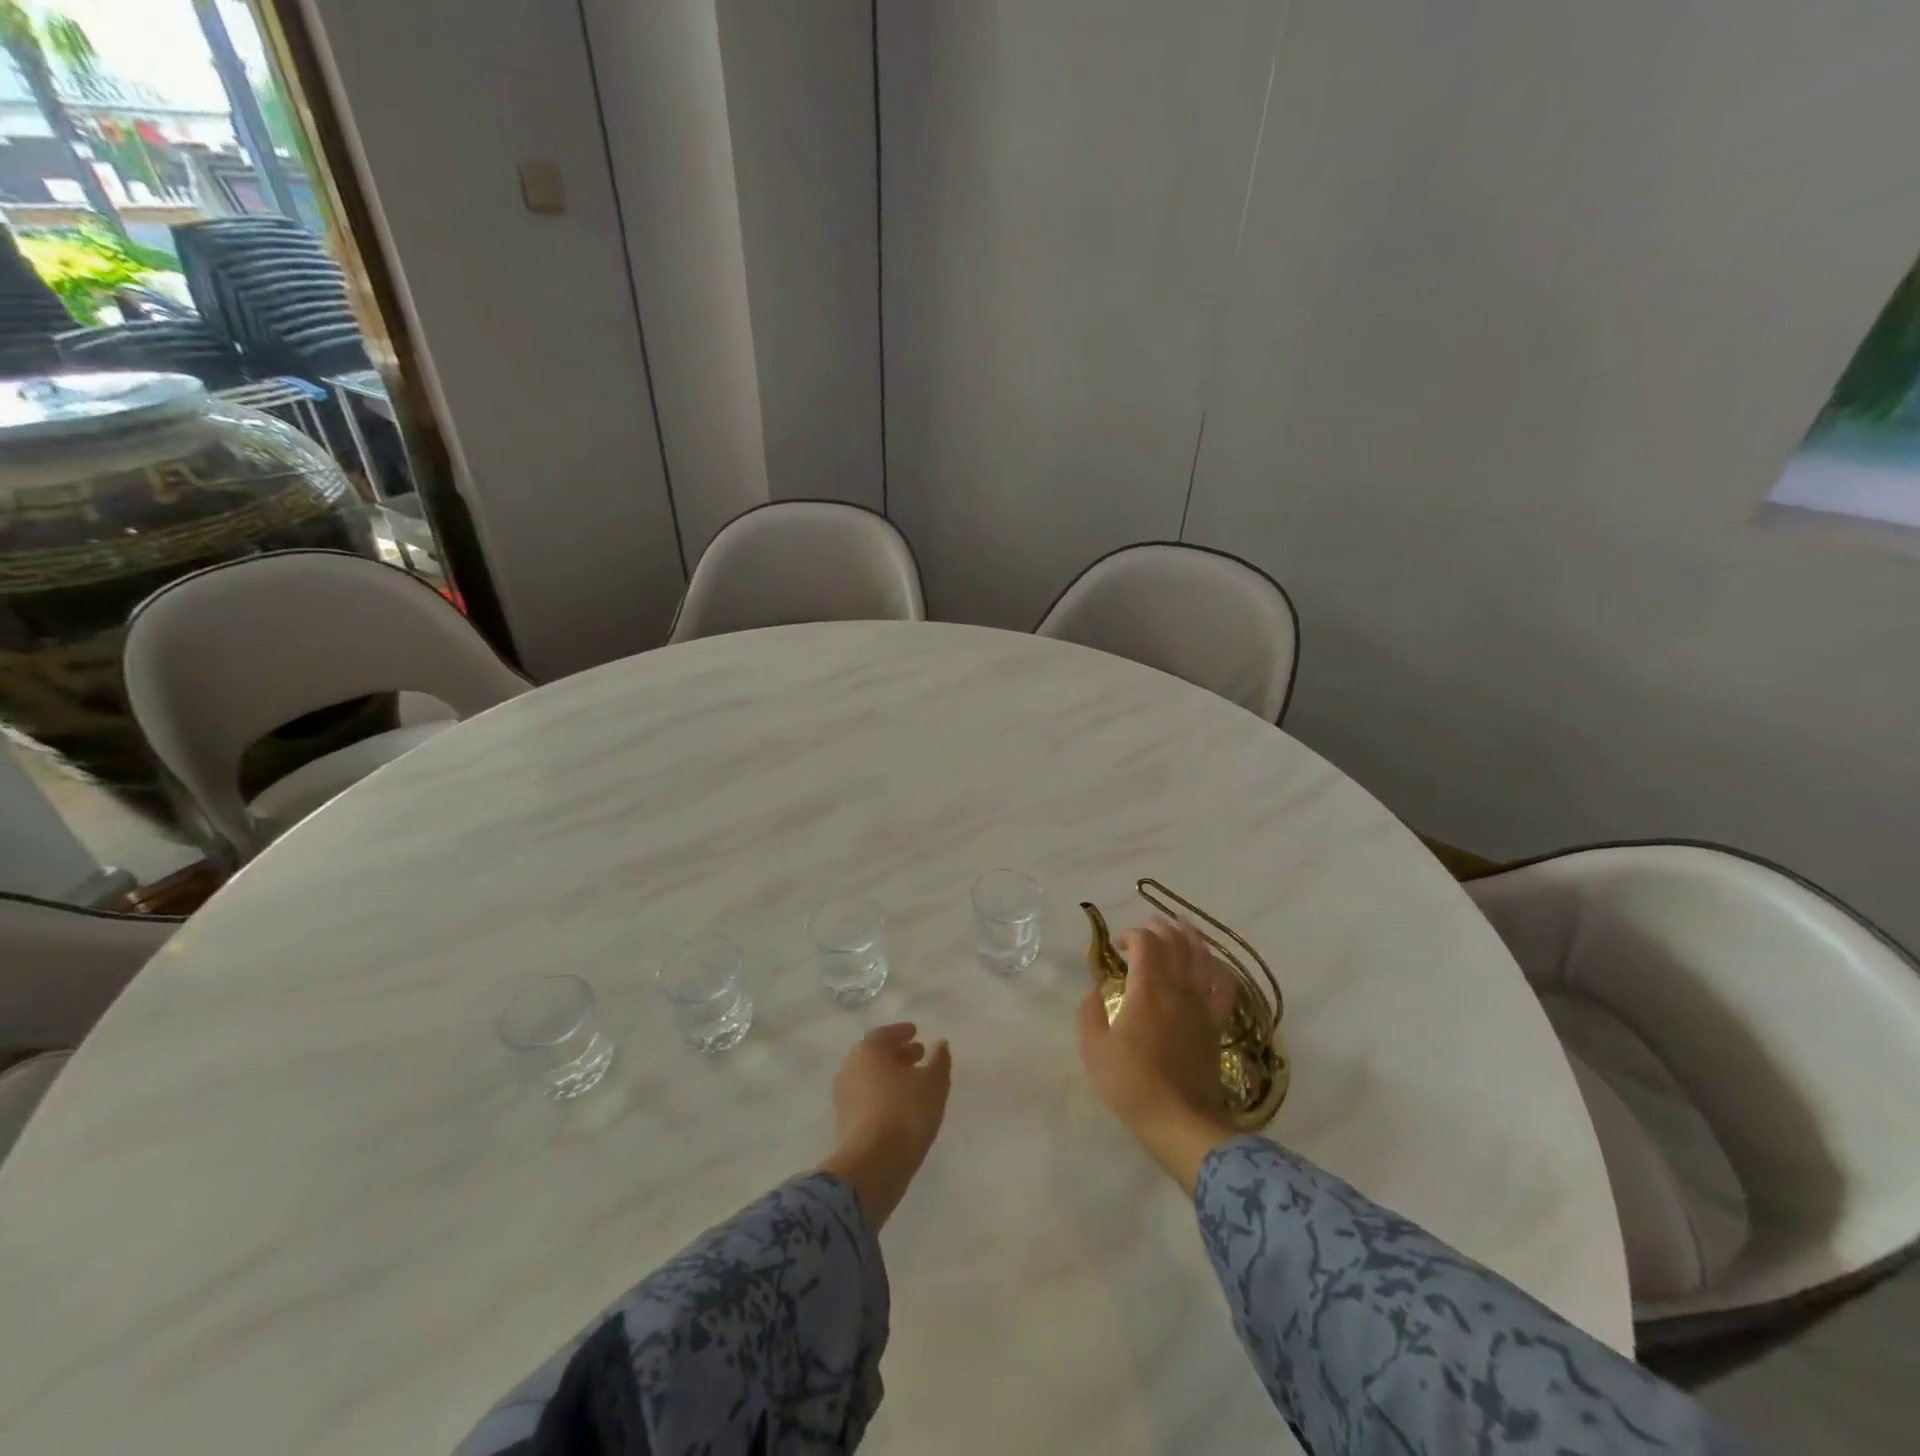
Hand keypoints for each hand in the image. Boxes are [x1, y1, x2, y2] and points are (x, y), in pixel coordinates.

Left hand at [819, 1023, 952, 1230]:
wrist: (872, 1166)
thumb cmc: (905, 1113)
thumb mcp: (933, 1083)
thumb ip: (939, 1060)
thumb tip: (940, 1044)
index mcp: (868, 1050)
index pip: (885, 1034)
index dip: (902, 1032)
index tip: (916, 1033)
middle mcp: (850, 1067)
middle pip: (876, 1055)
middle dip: (897, 1054)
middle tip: (918, 1055)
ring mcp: (844, 1096)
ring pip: (871, 1078)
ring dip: (890, 1076)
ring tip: (913, 1083)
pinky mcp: (844, 1122)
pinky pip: (867, 1099)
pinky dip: (883, 1096)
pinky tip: (901, 1107)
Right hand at [1078, 916, 1237, 1193]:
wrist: (1179, 1120)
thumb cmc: (1131, 1083)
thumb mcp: (1094, 1049)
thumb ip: (1090, 1012)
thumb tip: (1095, 989)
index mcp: (1147, 989)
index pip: (1145, 944)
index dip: (1132, 935)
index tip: (1117, 944)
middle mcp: (1178, 989)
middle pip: (1176, 944)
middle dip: (1162, 928)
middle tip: (1150, 923)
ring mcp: (1201, 1006)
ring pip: (1203, 959)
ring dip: (1192, 938)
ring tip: (1184, 926)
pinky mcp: (1216, 1025)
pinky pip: (1225, 989)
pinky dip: (1220, 970)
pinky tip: (1215, 965)